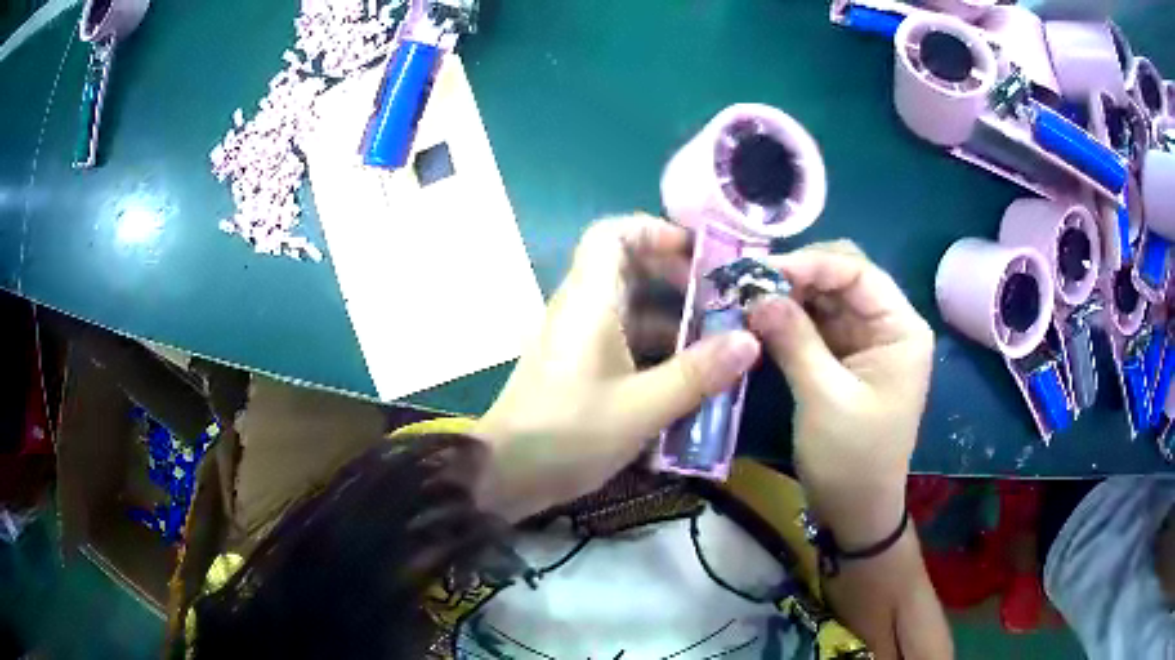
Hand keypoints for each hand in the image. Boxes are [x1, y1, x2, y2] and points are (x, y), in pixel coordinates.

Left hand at [473, 215, 761, 520]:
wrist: (507, 475)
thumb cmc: (568, 433)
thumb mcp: (641, 407)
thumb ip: (697, 374)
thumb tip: (750, 341)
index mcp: (590, 300)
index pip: (612, 234)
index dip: (655, 231)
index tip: (698, 253)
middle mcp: (583, 309)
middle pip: (630, 269)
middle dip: (679, 280)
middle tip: (722, 303)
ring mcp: (580, 339)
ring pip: (633, 310)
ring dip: (675, 322)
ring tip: (720, 345)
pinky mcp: (582, 367)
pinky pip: (626, 342)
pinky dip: (658, 351)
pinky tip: (690, 380)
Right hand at [747, 241, 933, 545]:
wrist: (854, 510)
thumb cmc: (852, 459)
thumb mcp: (825, 398)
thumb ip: (795, 340)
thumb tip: (756, 294)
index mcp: (901, 328)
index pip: (857, 272)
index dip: (811, 264)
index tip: (760, 270)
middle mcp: (886, 324)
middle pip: (841, 276)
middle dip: (797, 275)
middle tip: (749, 284)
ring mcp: (864, 339)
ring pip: (824, 296)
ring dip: (787, 294)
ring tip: (746, 298)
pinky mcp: (843, 356)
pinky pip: (814, 322)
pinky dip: (787, 317)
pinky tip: (759, 318)